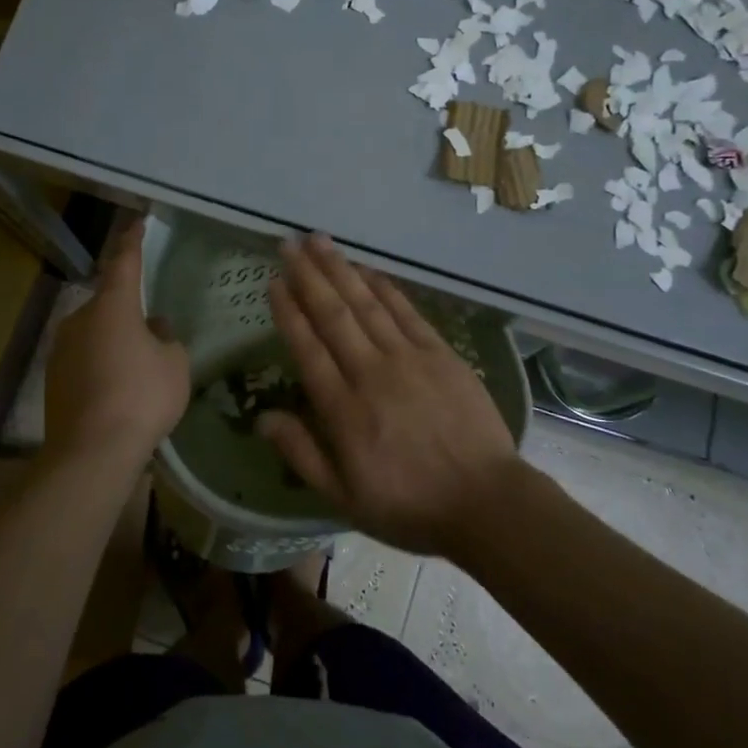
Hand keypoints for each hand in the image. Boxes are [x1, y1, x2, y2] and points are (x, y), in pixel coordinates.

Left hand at [43, 221, 189, 476]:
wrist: (92, 452)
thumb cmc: (142, 397)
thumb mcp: (174, 364)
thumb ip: (168, 339)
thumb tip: (155, 329)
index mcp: (113, 306)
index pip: (124, 262)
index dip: (132, 241)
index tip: (138, 223)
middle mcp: (80, 319)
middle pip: (108, 301)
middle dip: (128, 308)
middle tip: (153, 327)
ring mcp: (61, 349)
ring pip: (94, 331)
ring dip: (114, 338)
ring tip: (138, 364)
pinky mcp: (53, 378)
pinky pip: (84, 358)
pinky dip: (101, 363)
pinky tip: (118, 387)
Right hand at [259, 233, 519, 556]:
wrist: (485, 503)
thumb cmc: (409, 506)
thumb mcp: (344, 498)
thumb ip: (301, 453)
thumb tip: (261, 417)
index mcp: (343, 409)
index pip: (307, 348)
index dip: (288, 311)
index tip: (274, 281)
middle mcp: (371, 373)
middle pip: (333, 314)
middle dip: (308, 275)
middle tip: (288, 243)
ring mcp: (409, 359)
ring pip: (367, 303)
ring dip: (341, 269)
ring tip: (319, 241)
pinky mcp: (441, 354)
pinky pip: (406, 311)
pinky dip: (384, 287)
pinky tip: (367, 269)